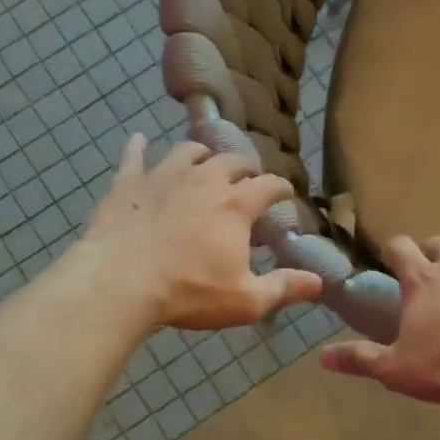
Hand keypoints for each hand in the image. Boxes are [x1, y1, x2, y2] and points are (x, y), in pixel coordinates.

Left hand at [78, 135, 321, 329]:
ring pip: (188, 151)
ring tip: (205, 160)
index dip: (281, 187)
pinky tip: (140, 140)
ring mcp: (163, 176)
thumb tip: (319, 282)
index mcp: (236, 205)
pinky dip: (139, 147)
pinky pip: (134, 156)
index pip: (268, 185)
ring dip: (202, 154)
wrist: (120, 282)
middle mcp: (204, 180)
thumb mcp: (246, 300)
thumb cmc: (189, 292)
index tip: (286, 192)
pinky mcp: (128, 183)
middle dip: (245, 167)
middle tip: (248, 176)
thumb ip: (283, 288)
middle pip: (231, 161)